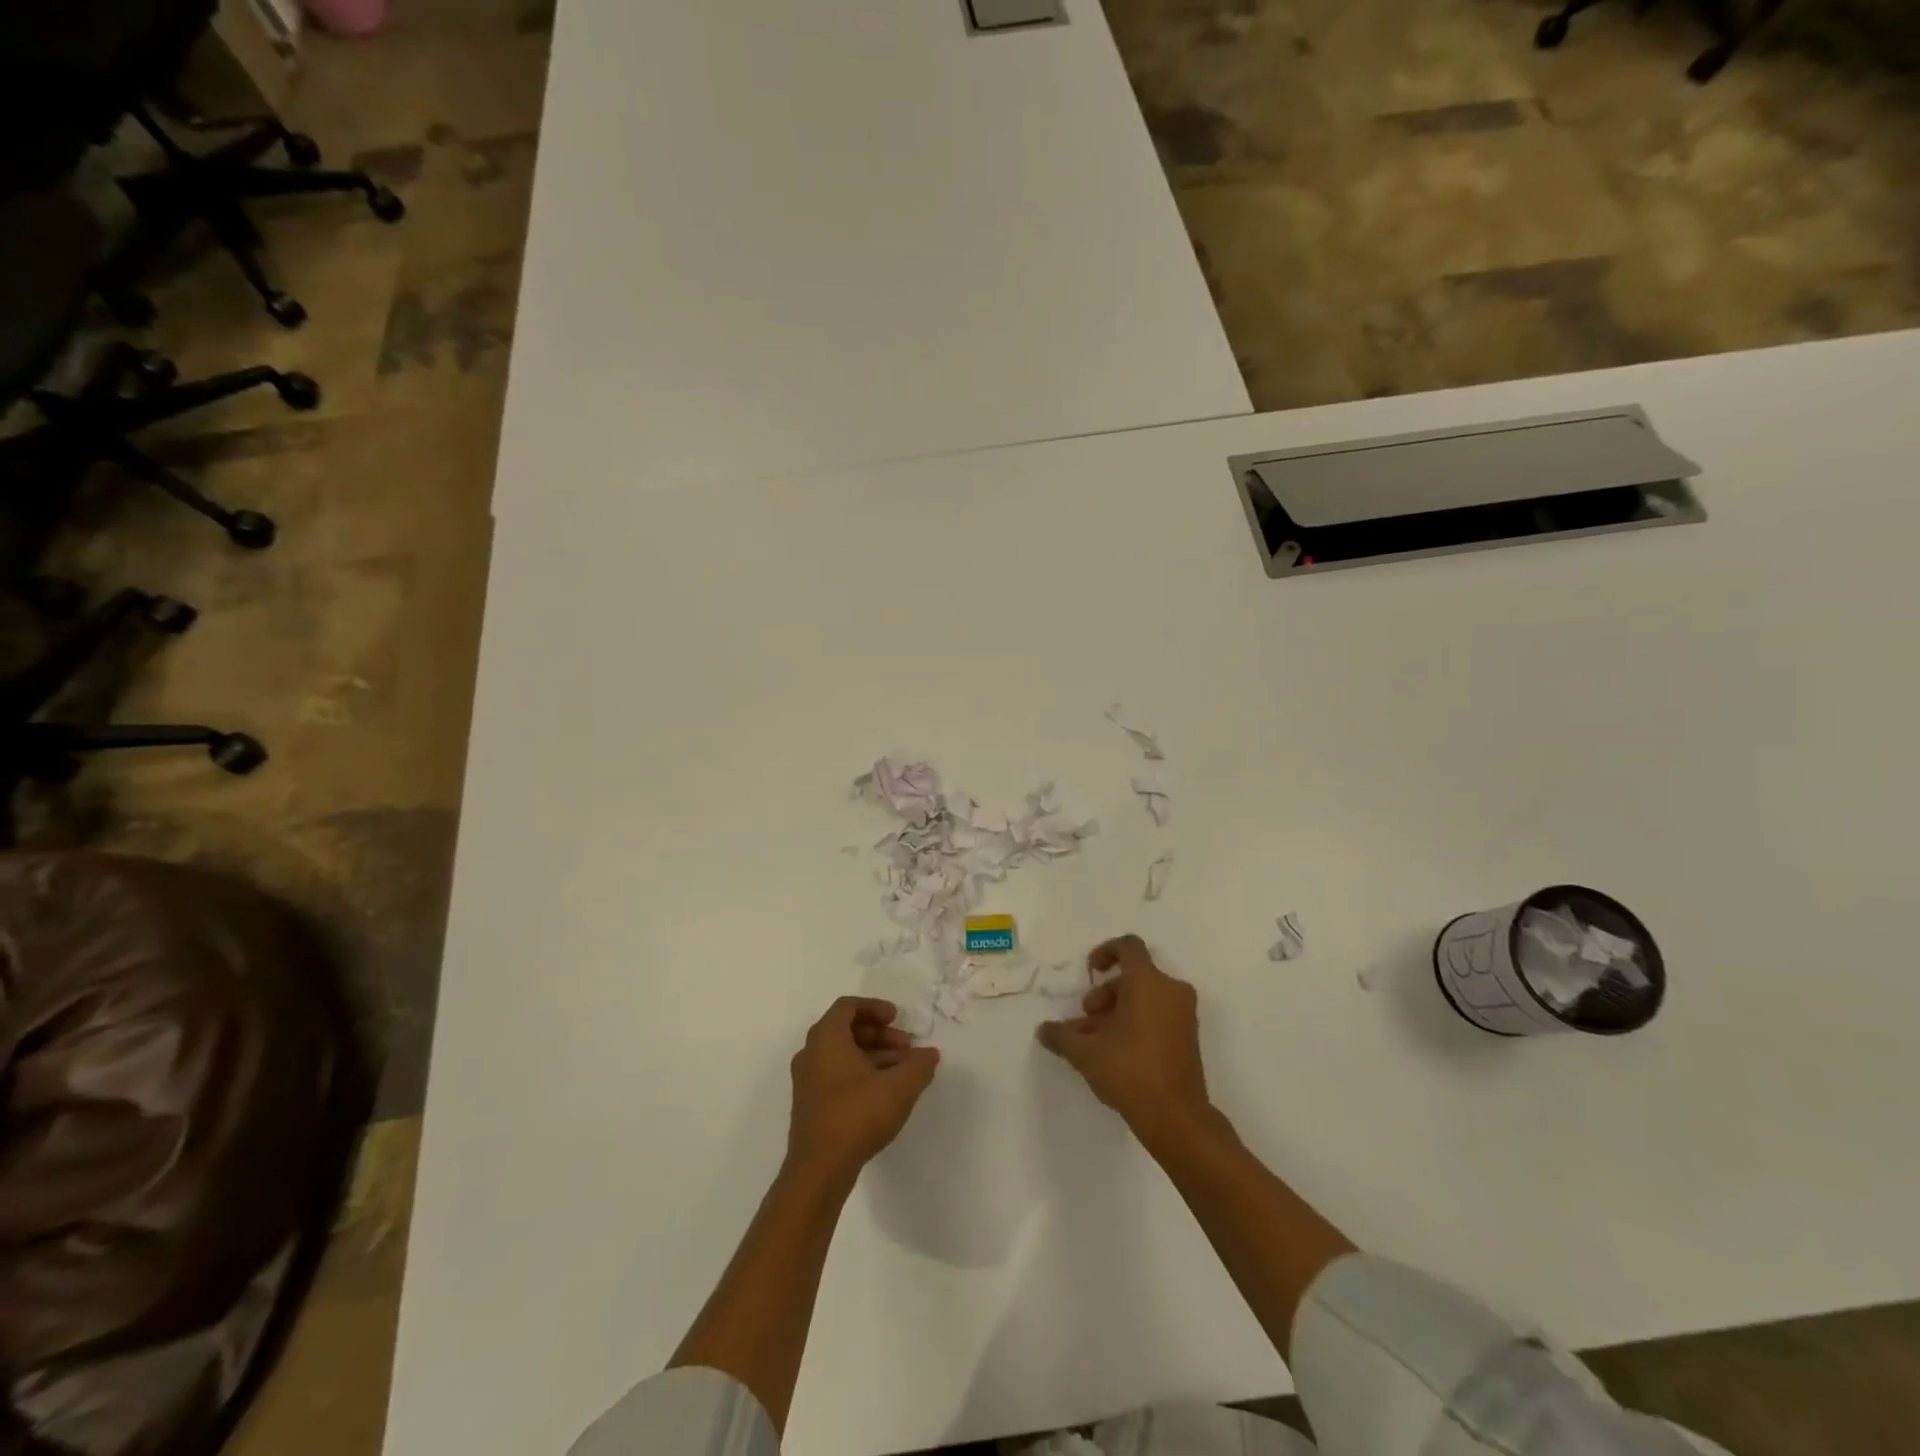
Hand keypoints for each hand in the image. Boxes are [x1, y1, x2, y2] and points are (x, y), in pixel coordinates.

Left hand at [787, 997, 939, 1181]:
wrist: (819, 1170)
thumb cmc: (857, 1115)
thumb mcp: (899, 1087)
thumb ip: (919, 1065)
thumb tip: (930, 1054)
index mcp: (826, 1037)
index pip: (848, 1006)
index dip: (875, 1008)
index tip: (897, 1019)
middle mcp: (811, 1053)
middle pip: (846, 1030)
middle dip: (880, 1035)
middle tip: (906, 1048)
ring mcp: (807, 1081)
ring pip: (843, 1054)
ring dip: (873, 1056)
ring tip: (902, 1073)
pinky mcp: (810, 1104)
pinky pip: (836, 1074)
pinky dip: (860, 1073)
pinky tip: (884, 1094)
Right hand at [1036, 935, 1211, 1142]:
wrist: (1177, 1117)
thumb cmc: (1130, 1071)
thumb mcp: (1086, 1052)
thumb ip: (1061, 1035)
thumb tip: (1043, 1030)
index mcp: (1148, 982)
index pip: (1128, 946)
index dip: (1106, 952)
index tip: (1090, 970)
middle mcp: (1170, 990)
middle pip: (1133, 976)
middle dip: (1105, 994)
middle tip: (1086, 1019)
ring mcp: (1183, 1014)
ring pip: (1144, 998)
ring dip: (1117, 1011)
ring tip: (1095, 1041)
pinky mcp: (1188, 1036)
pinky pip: (1158, 1015)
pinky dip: (1135, 1023)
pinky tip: (1114, 1052)